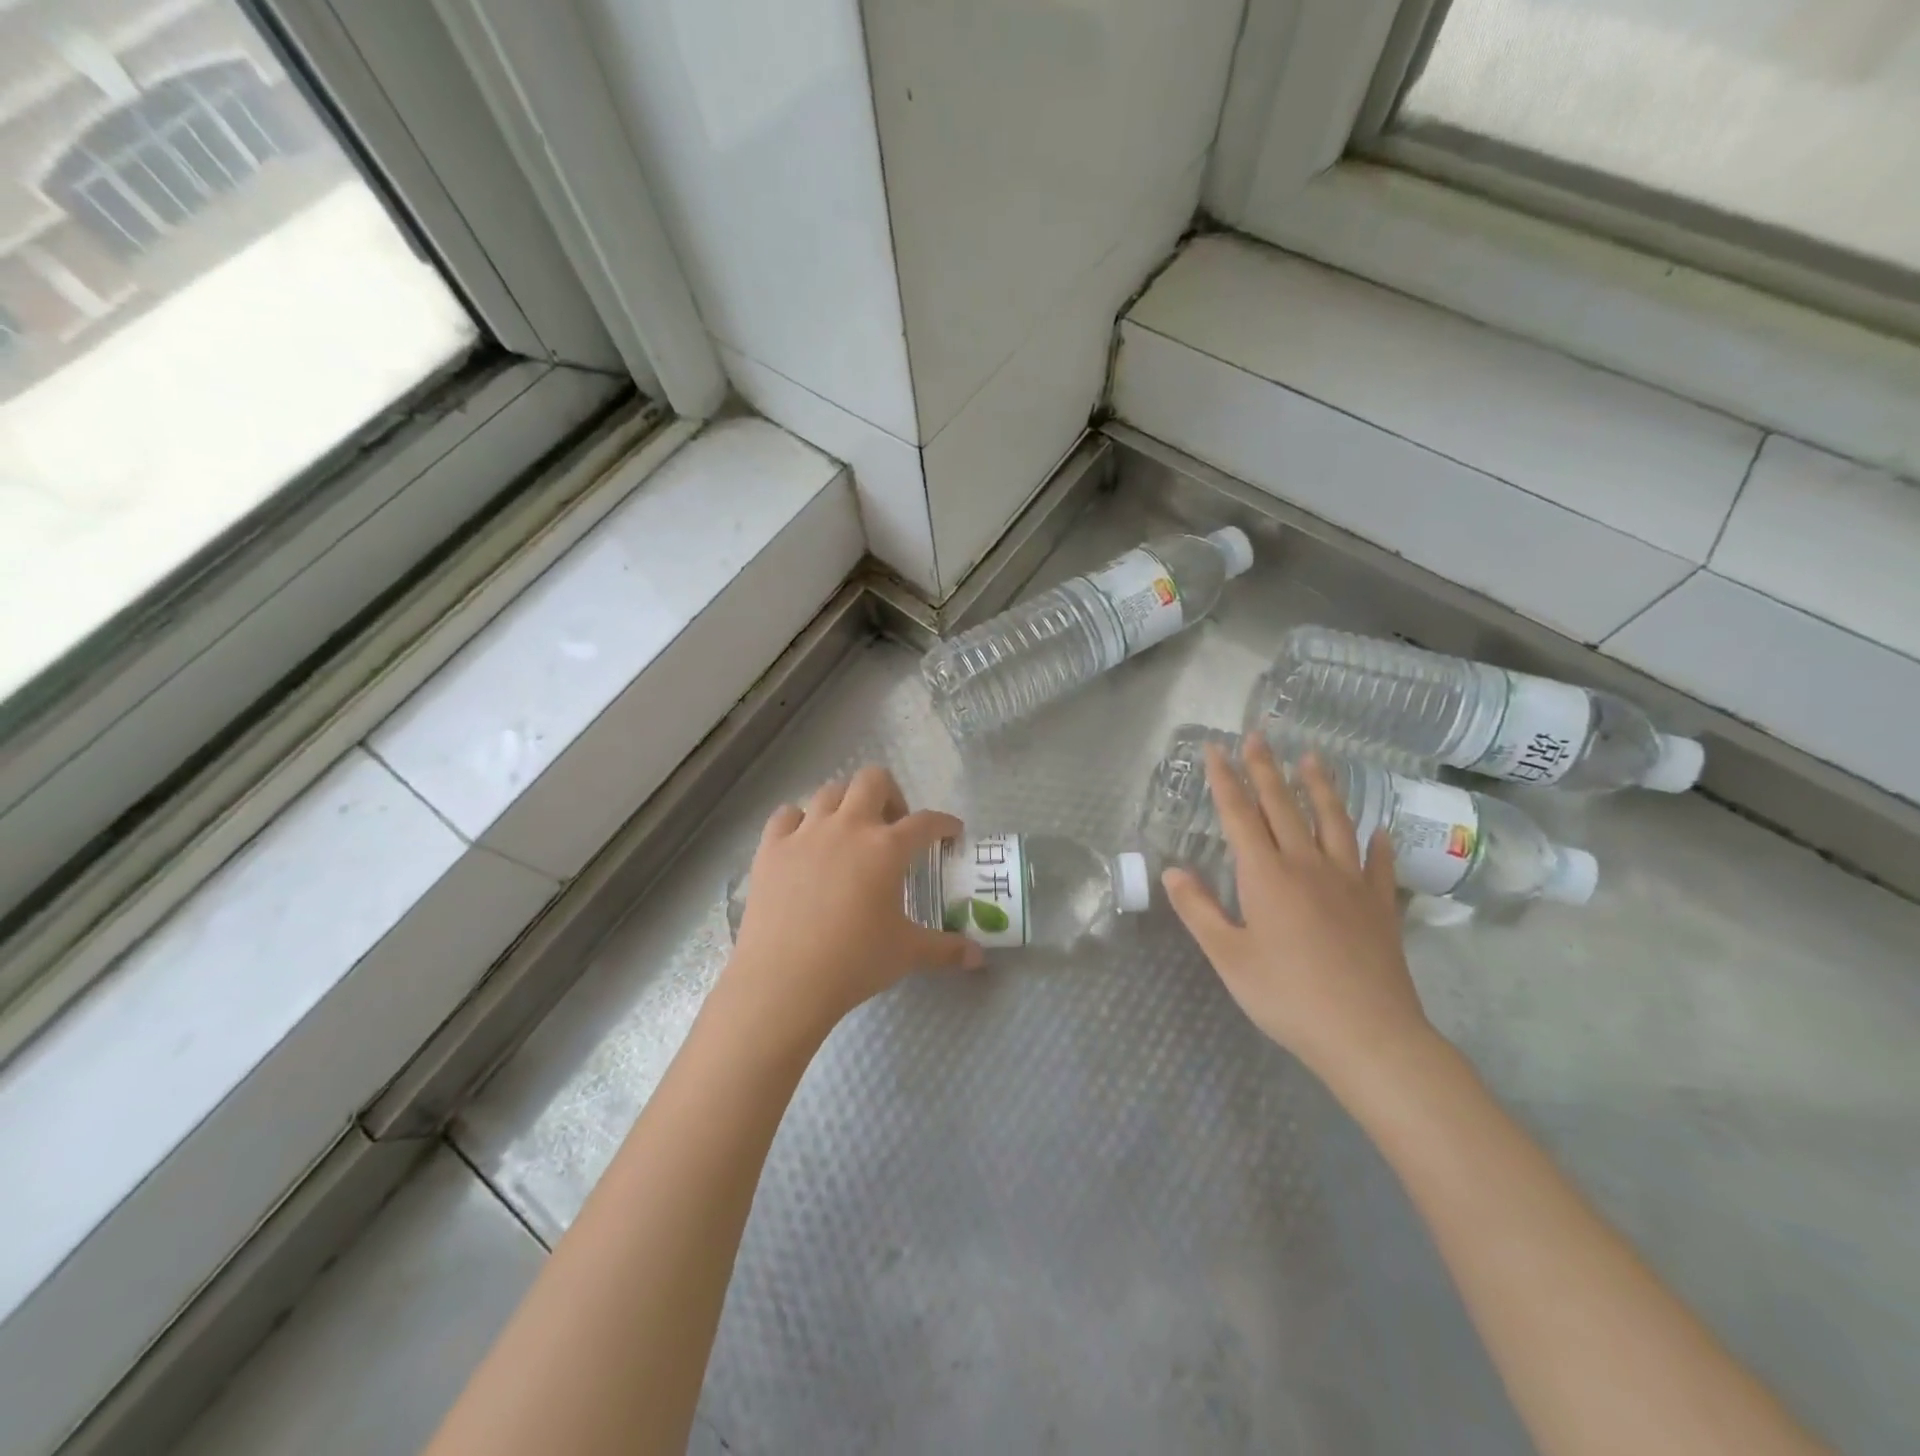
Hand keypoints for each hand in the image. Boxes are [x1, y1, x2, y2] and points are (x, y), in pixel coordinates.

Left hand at [726, 766, 982, 1036]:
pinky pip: (787, 815)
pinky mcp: (771, 847)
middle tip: (893, 826)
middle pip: (873, 780)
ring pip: (829, 791)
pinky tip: (805, 842)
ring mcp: (806, 833)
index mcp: (887, 848)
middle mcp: (848, 827)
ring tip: (850, 832)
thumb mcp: (907, 953)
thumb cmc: (854, 963)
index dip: (944, 823)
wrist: (784, 980)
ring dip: (846, 803)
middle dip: (890, 794)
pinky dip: (799, 821)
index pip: (926, 822)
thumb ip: (946, 950)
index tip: (951, 831)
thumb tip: (978, 958)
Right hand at [1162, 735, 1435, 1091]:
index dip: (1224, 779)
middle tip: (1258, 736)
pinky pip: (1379, 865)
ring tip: (1314, 757)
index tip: (1215, 748)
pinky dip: (1378, 843)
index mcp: (1266, 875)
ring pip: (1334, 822)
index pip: (1240, 814)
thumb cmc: (1287, 996)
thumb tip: (1173, 870)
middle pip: (1284, 806)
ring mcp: (1350, 882)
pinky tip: (1381, 829)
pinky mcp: (1380, 906)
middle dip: (1266, 769)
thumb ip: (1199, 910)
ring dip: (1320, 787)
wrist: (1368, 1035)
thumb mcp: (1228, 957)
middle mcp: (1308, 865)